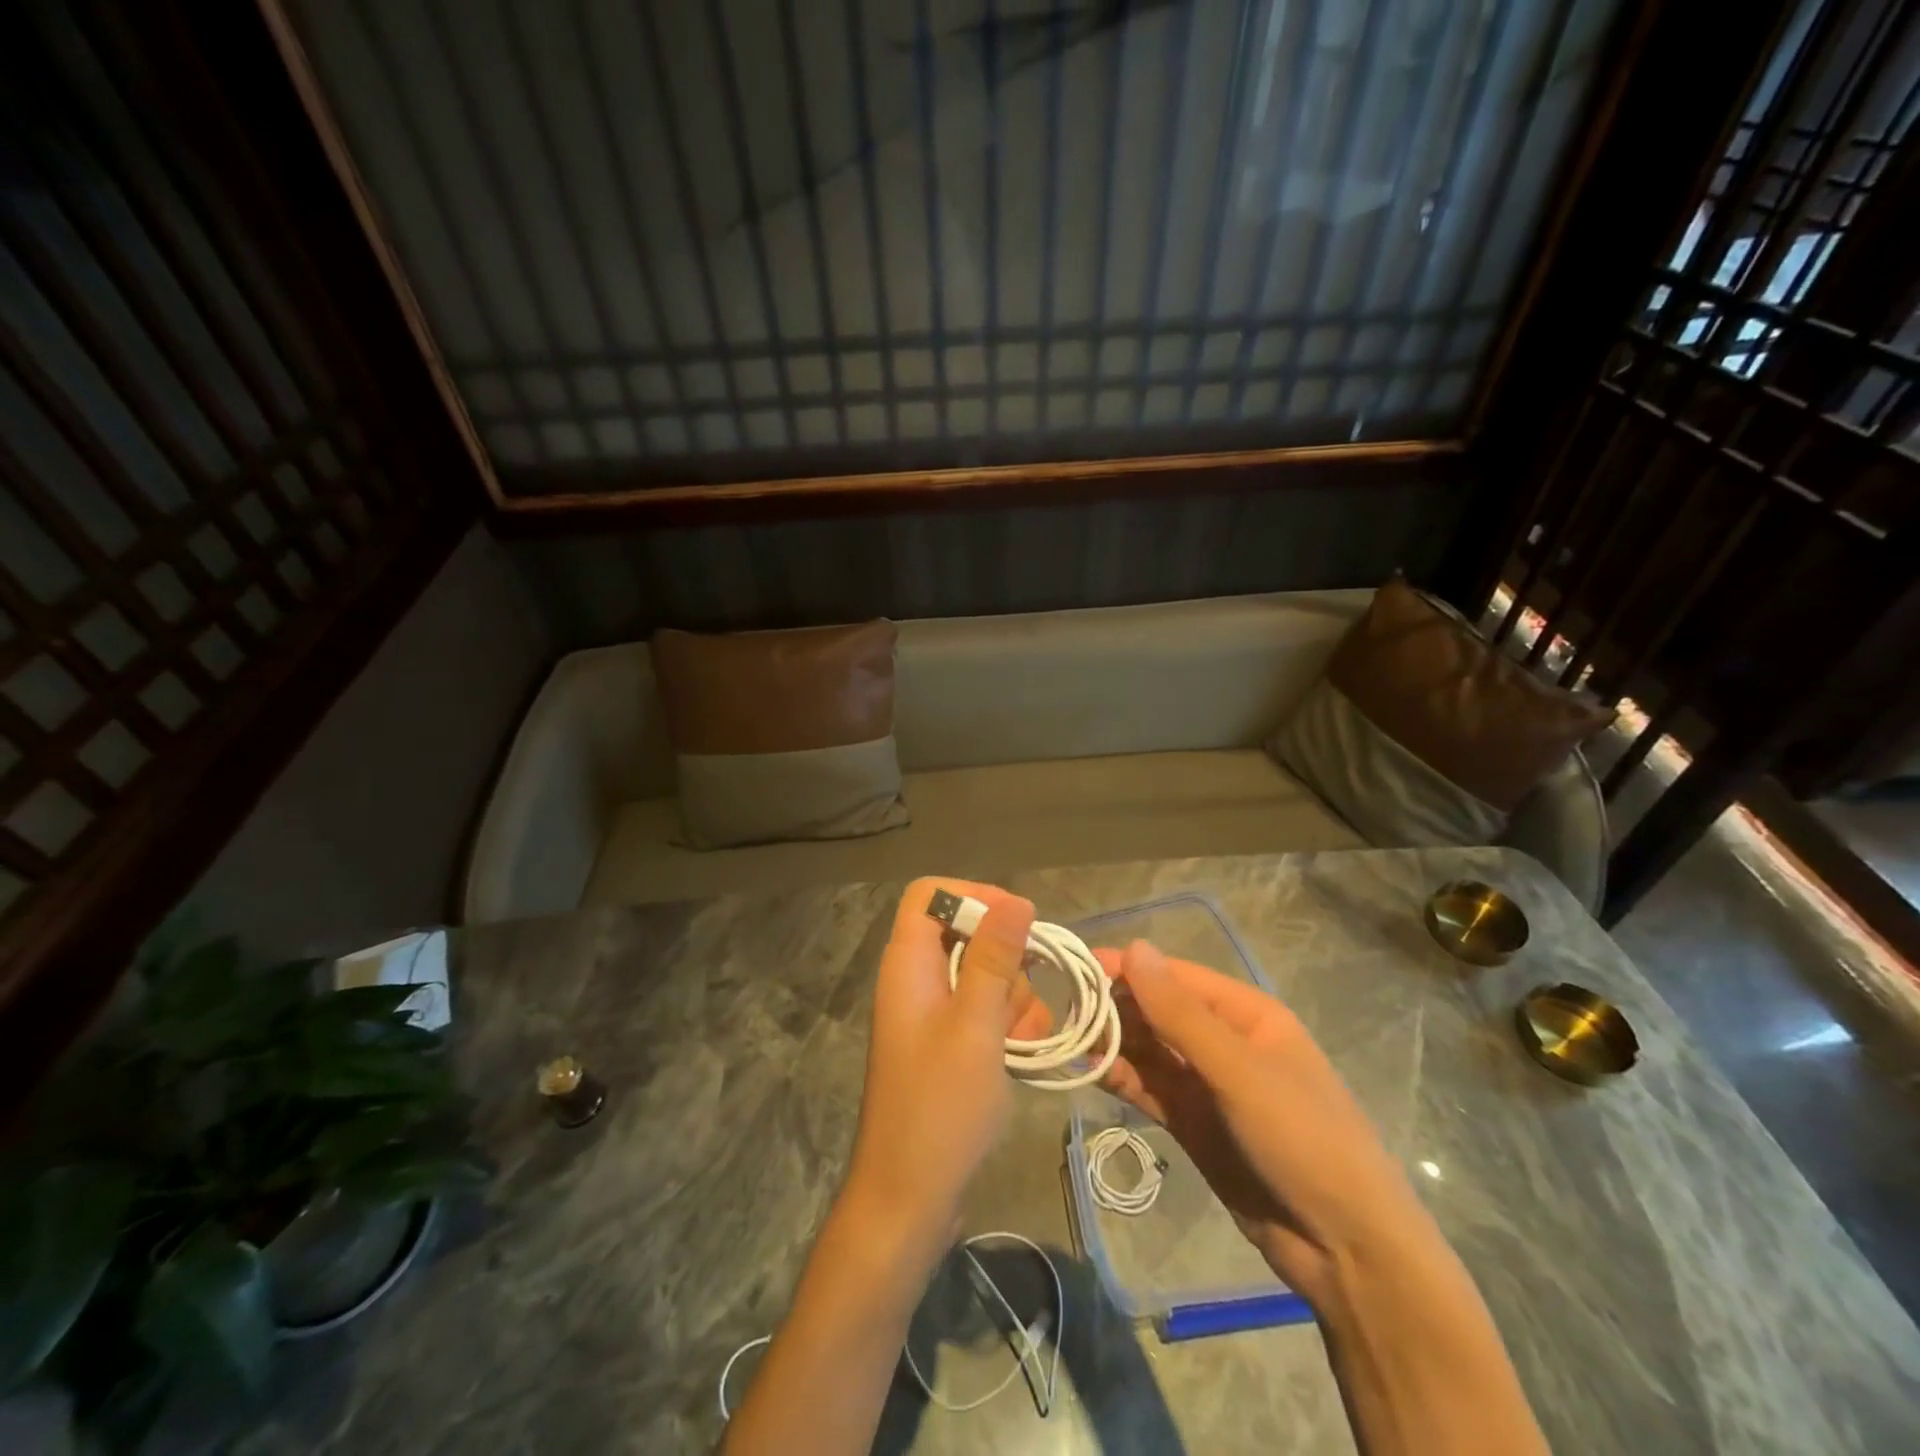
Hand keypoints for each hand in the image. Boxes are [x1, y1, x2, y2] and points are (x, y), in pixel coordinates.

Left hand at [843, 879, 1051, 1254]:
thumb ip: (993, 958)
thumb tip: (1015, 899)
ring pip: (983, 975)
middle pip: (964, 934)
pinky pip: (984, 1011)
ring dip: (1014, 998)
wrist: (909, 1199)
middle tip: (1025, 997)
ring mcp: (931, 1014)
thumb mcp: (975, 1025)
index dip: (972, 896)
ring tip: (1024, 1040)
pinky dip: (1008, 1025)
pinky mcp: (947, 1044)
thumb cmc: (939, 1107)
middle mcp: (915, 980)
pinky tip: (1024, 1056)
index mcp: (907, 964)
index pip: (929, 894)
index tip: (1017, 922)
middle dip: (1005, 960)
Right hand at [1095, 941, 1438, 1306]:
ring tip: (1067, 1039)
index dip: (1129, 969)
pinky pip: (1150, 1089)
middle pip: (1158, 1012)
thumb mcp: (1239, 1071)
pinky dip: (1122, 1078)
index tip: (1078, 968)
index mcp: (1246, 1015)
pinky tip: (1090, 1071)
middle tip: (1063, 1011)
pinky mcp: (1194, 1123)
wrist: (1345, 1250)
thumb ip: (1180, 1014)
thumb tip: (1134, 948)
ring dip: (1112, 1043)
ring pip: (1149, 1051)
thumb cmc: (1302, 1139)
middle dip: (1114, 1008)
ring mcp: (1208, 1085)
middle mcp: (1224, 1042)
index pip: (1176, 978)